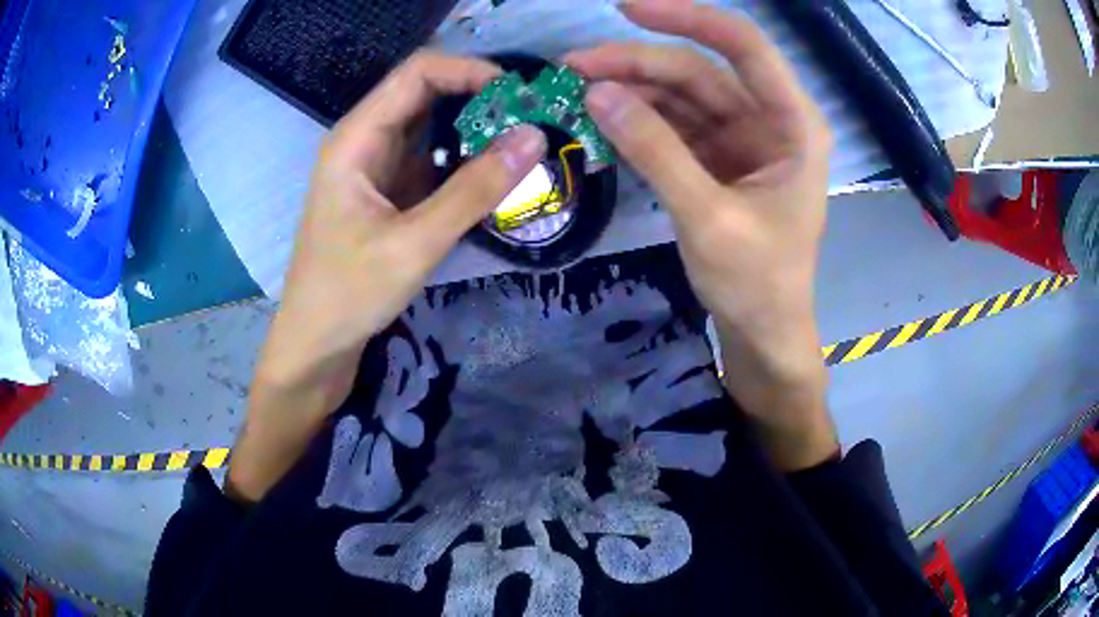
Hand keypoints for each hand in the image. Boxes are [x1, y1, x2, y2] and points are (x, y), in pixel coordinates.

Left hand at [229, 53, 546, 501]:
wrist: (315, 344)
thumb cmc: (349, 294)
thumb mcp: (414, 243)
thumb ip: (475, 190)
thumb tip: (534, 138)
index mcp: (356, 138)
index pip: (418, 73)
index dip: (469, 71)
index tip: (519, 94)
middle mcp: (365, 140)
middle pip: (426, 93)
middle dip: (480, 98)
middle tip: (533, 118)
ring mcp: (376, 167)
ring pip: (432, 126)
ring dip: (476, 129)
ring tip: (524, 142)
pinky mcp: (387, 192)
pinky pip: (430, 159)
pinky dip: (464, 159)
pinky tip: (495, 173)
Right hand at [565, 0, 835, 470]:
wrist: (763, 332)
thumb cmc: (757, 284)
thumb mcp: (708, 218)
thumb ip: (656, 152)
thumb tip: (598, 93)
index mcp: (793, 124)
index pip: (743, 46)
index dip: (688, 18)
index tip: (627, 11)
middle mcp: (769, 120)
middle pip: (699, 70)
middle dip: (638, 63)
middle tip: (573, 67)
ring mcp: (741, 138)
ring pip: (681, 94)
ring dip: (631, 88)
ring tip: (576, 91)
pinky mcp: (716, 158)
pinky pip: (673, 124)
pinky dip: (638, 119)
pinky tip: (602, 118)